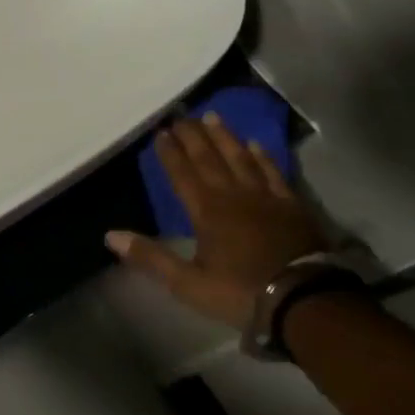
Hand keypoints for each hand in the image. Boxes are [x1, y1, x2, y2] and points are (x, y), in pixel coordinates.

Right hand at [105, 112, 326, 330]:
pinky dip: (262, 157)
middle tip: (181, 115)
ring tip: (212, 117)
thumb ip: (150, 257)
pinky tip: (255, 145)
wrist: (305, 300)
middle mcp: (233, 195)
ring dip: (224, 138)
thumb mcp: (187, 282)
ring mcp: (265, 197)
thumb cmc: (240, 292)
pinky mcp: (291, 206)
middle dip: (193, 137)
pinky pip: (273, 173)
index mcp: (206, 211)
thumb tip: (110, 235)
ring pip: (240, 158)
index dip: (170, 153)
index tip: (160, 132)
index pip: (182, 174)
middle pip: (209, 159)